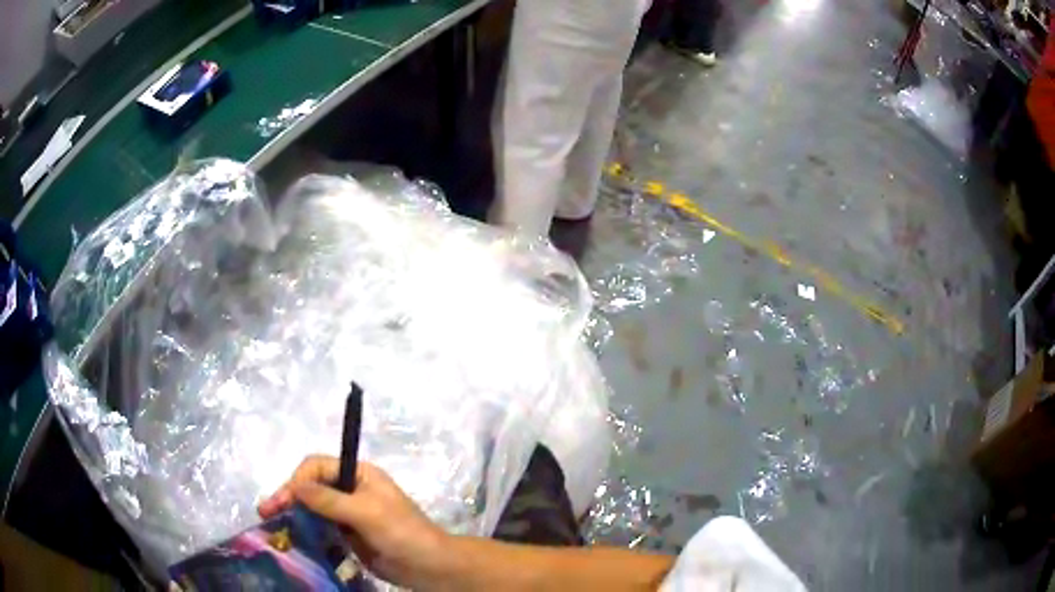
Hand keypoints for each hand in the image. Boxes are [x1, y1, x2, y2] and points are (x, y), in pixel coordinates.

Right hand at [258, 456, 452, 588]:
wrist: (430, 567)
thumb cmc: (402, 533)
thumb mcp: (367, 513)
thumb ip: (330, 500)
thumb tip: (295, 486)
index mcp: (359, 474)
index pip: (318, 467)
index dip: (299, 480)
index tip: (286, 500)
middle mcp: (351, 489)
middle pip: (311, 487)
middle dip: (288, 497)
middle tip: (265, 511)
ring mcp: (348, 514)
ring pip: (313, 508)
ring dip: (293, 514)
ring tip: (270, 524)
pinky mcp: (348, 535)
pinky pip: (321, 528)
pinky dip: (305, 531)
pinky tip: (290, 538)